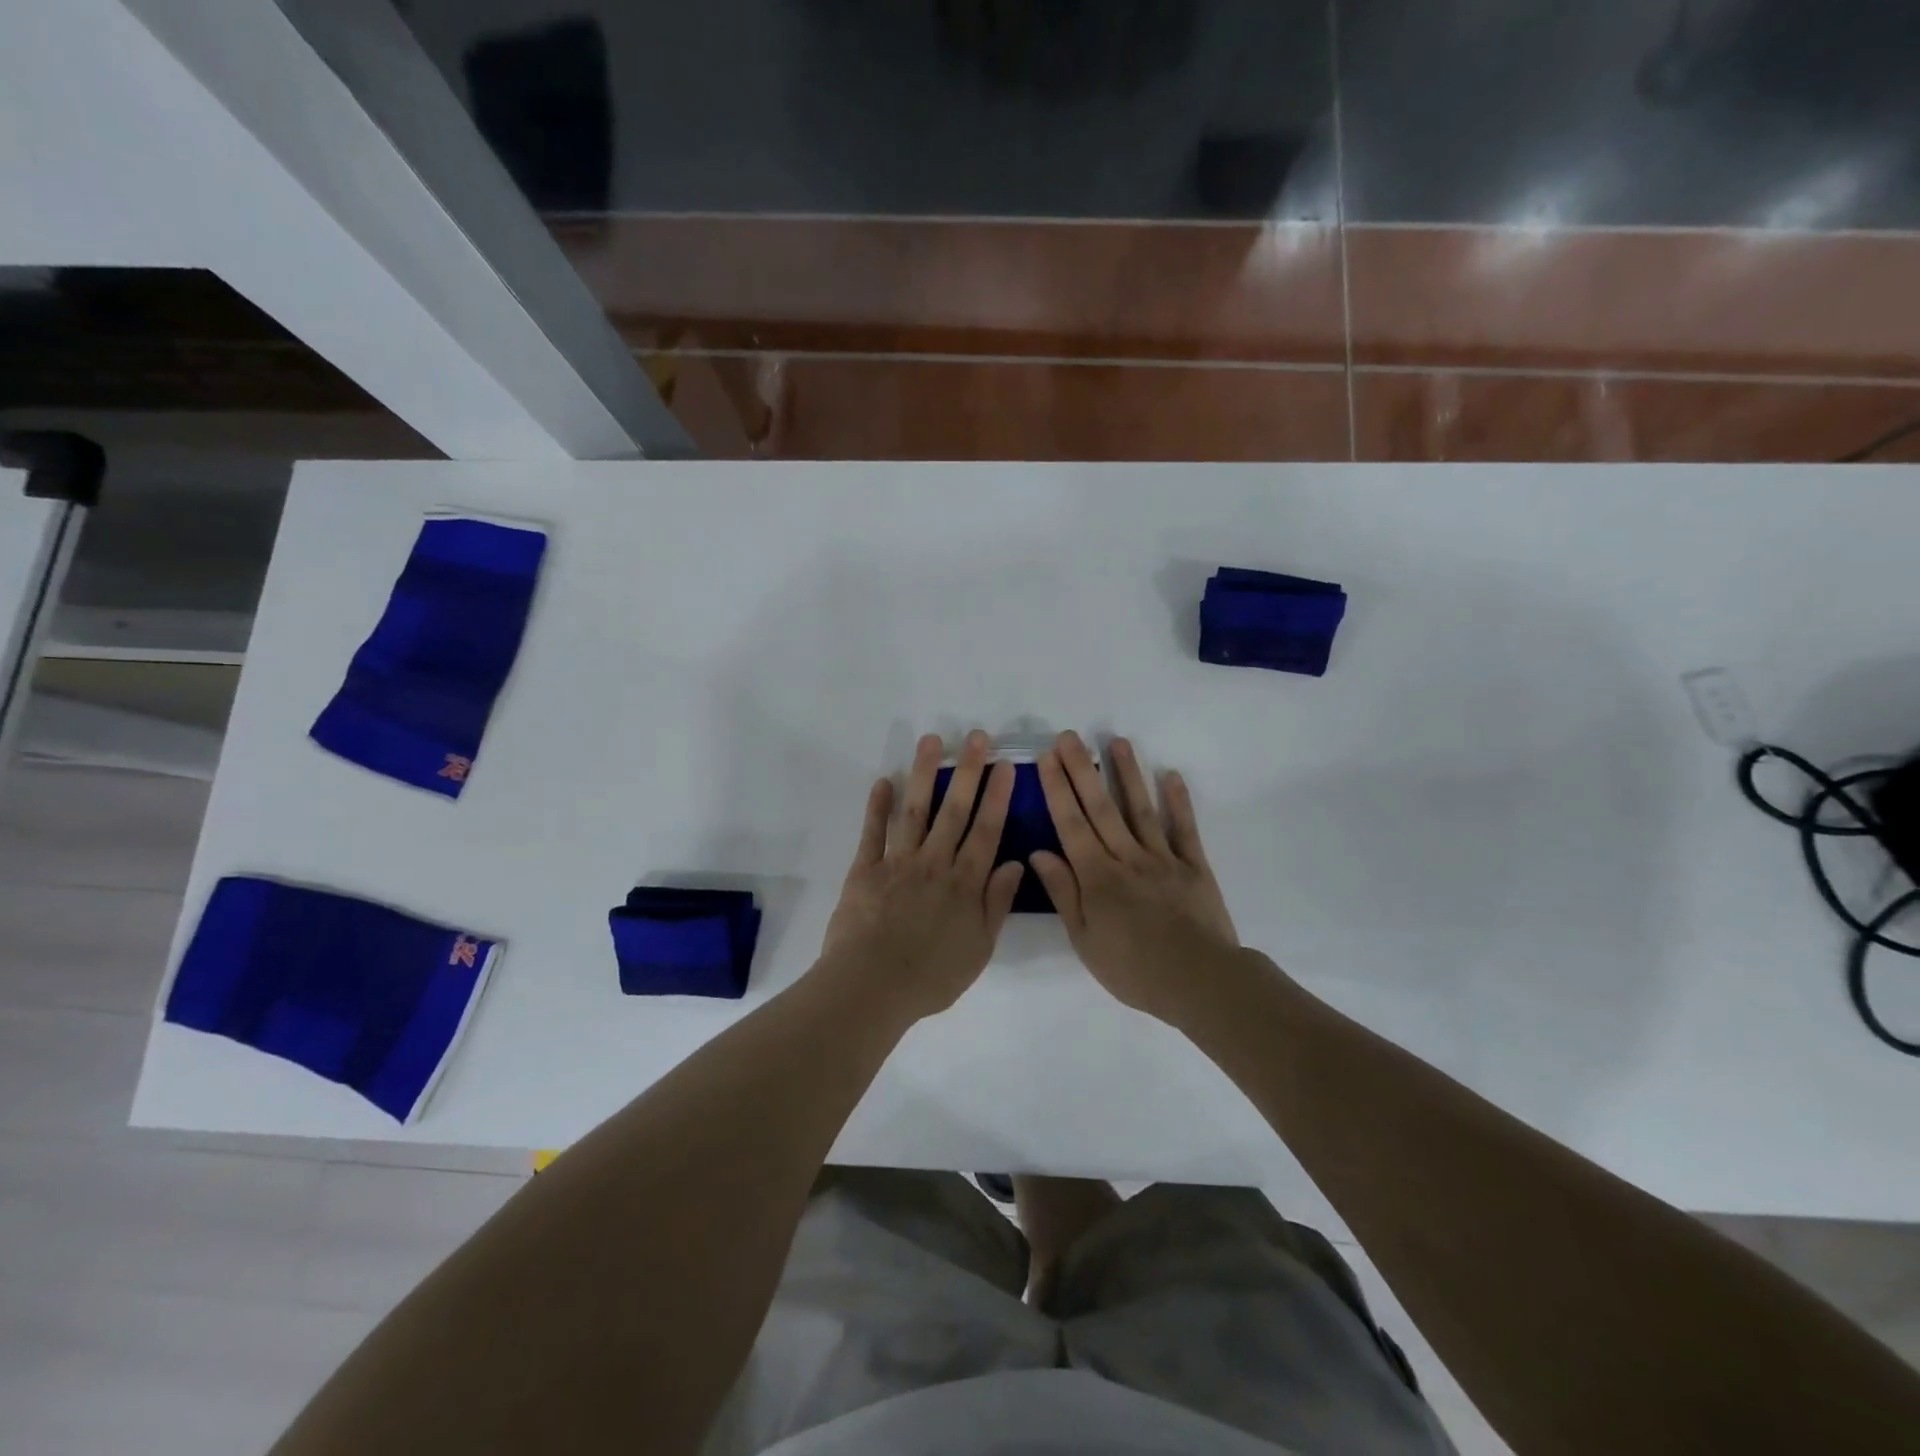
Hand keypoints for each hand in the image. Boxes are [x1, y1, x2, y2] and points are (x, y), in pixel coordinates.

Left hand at [817, 730, 1025, 1022]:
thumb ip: (997, 903)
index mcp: (965, 883)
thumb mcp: (979, 948)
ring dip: (924, 774)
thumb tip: (1016, 863)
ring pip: (915, 811)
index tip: (1005, 765)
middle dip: (967, 771)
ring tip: (931, 740)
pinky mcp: (865, 870)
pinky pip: (873, 832)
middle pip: (954, 810)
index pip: (986, 831)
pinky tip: (884, 780)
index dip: (997, 797)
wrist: (872, 986)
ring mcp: (898, 863)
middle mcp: (935, 863)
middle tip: (975, 736)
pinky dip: (877, 806)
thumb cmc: (931, 976)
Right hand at [1028, 732, 1243, 1026]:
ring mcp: (1163, 858)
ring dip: (1128, 774)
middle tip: (1070, 736)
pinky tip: (1171, 775)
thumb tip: (1039, 852)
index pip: (1071, 824)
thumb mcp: (1085, 939)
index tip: (1047, 758)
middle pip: (1101, 808)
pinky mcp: (1193, 866)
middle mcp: (1126, 857)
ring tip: (1117, 741)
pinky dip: (1178, 801)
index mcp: (1097, 877)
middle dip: (1082, 770)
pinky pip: (1184, 829)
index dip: (1058, 789)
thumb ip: (1064, 893)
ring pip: (1140, 809)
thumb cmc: (1133, 968)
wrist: (1198, 981)